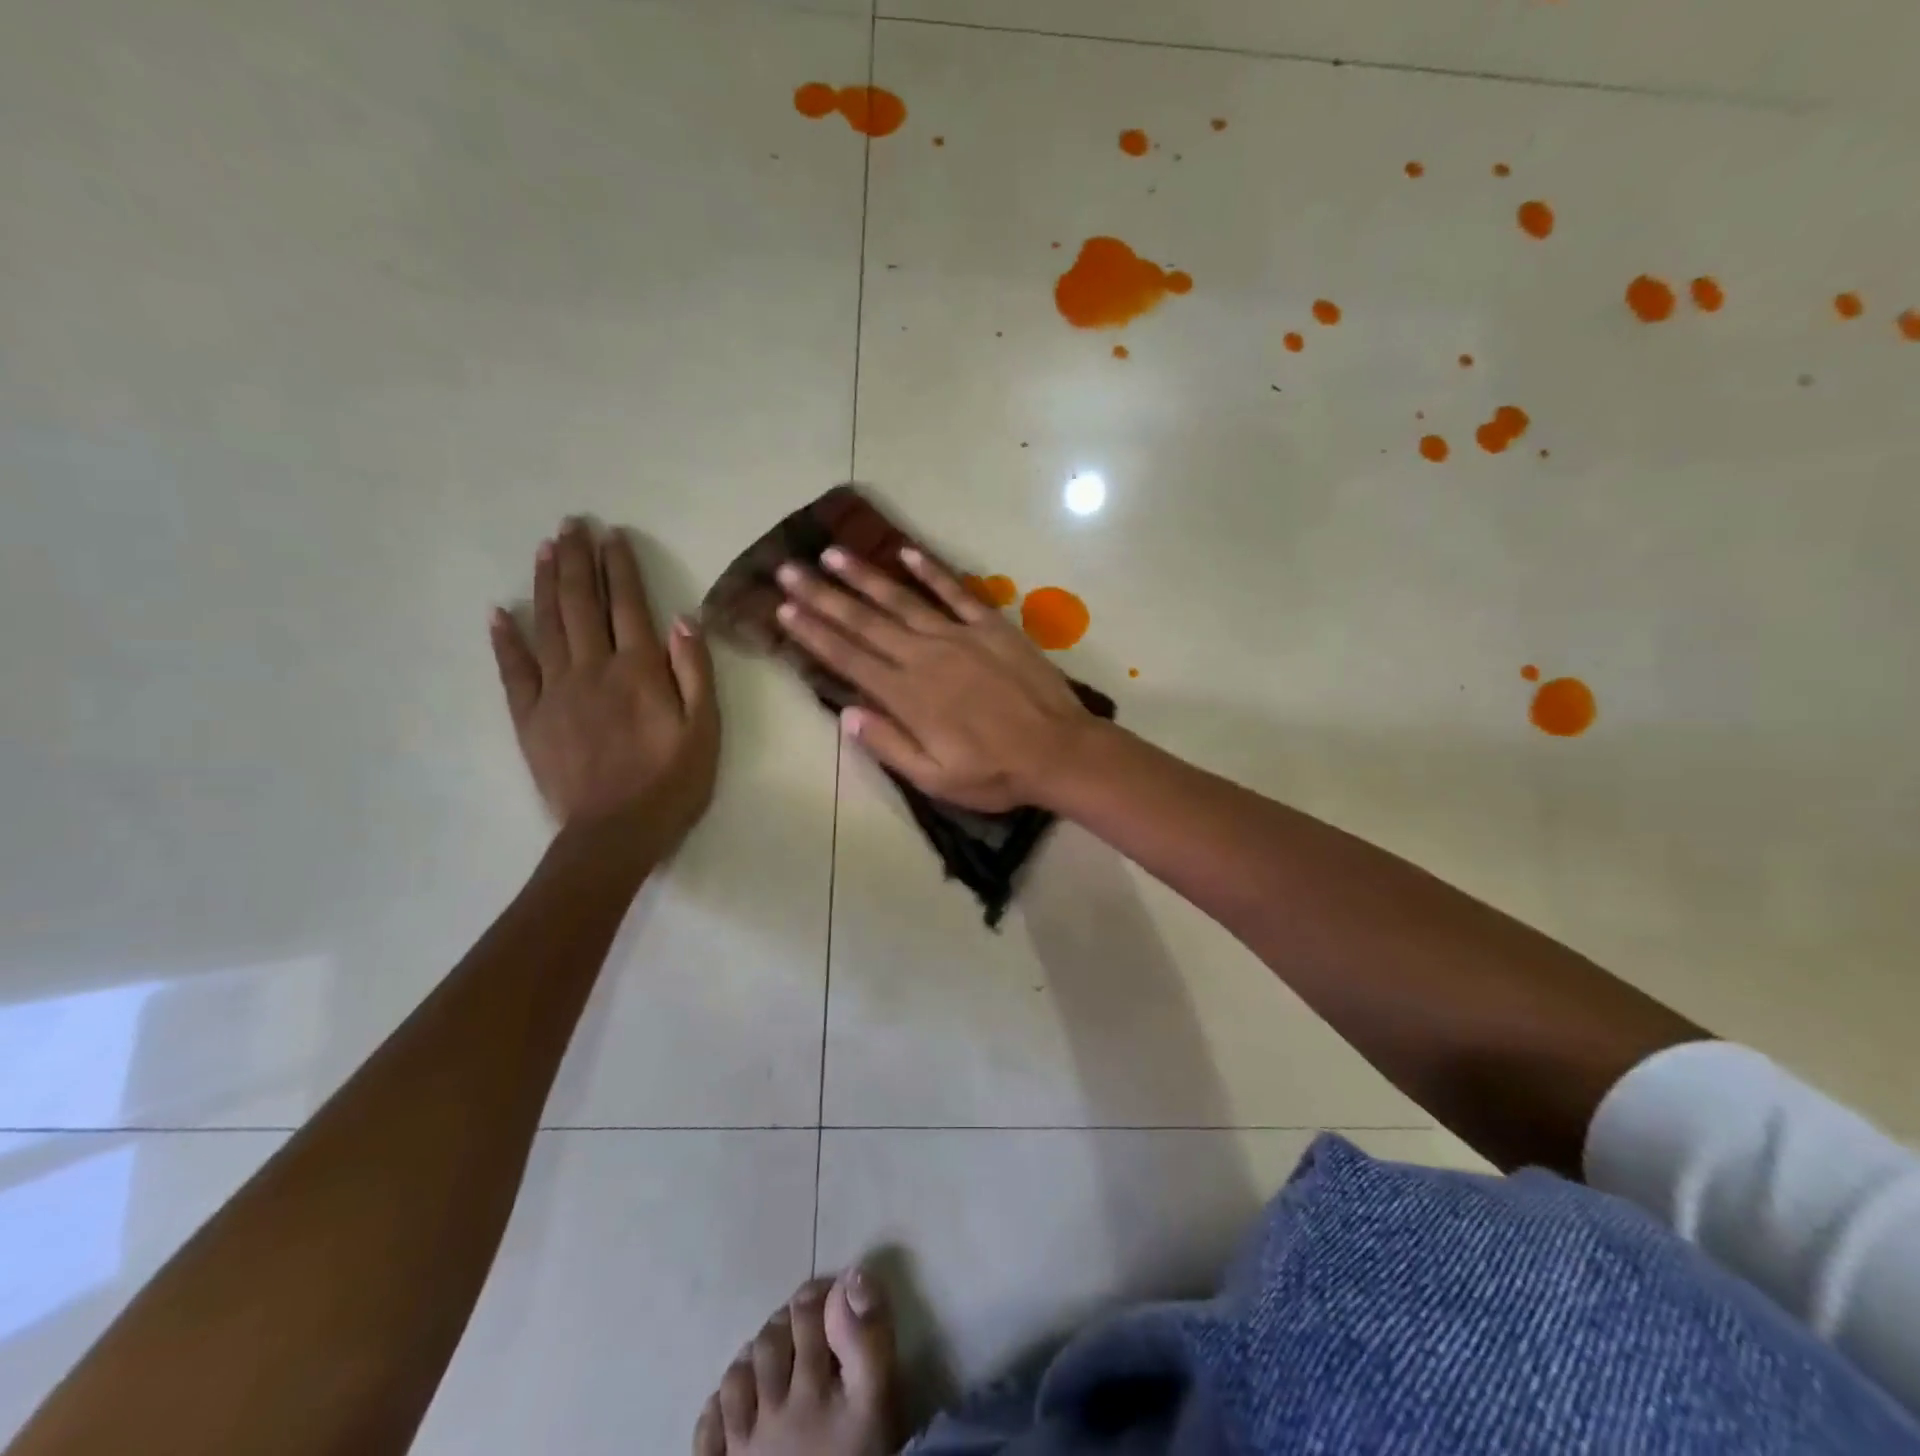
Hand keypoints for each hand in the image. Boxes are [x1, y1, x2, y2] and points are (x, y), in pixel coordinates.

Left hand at [491, 518, 718, 837]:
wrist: (615, 832)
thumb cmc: (672, 782)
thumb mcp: (705, 729)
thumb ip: (695, 672)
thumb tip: (685, 619)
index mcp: (639, 670)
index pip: (628, 605)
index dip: (619, 567)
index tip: (611, 535)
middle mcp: (593, 669)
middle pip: (582, 604)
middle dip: (577, 560)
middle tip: (572, 524)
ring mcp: (556, 691)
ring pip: (548, 625)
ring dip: (546, 583)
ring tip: (545, 549)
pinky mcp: (530, 717)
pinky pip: (513, 670)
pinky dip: (505, 639)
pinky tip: (500, 612)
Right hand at [775, 545, 1093, 811]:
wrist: (1059, 751)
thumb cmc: (995, 773)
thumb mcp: (936, 778)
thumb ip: (889, 745)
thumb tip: (847, 715)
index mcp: (908, 696)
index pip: (849, 658)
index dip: (813, 633)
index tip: (784, 609)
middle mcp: (925, 657)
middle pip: (865, 622)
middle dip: (823, 595)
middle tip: (789, 569)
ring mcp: (959, 636)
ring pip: (902, 600)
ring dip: (865, 576)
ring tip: (833, 554)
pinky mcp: (991, 626)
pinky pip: (956, 592)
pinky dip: (931, 571)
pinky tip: (907, 553)